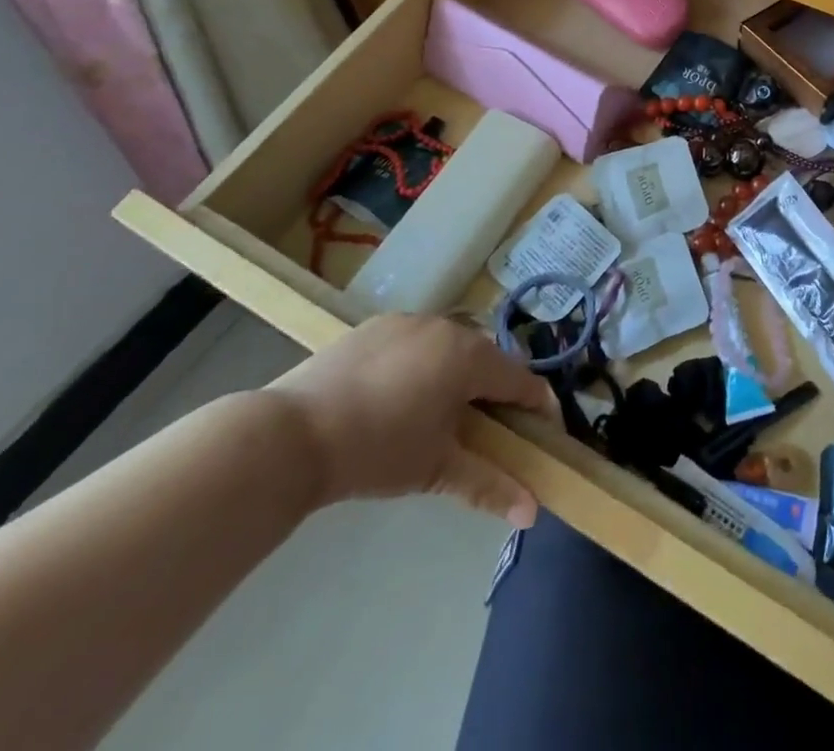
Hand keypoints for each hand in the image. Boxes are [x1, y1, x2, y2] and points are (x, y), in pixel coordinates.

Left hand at [264, 314, 555, 525]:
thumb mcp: (436, 469)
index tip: (542, 433)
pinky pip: (415, 342)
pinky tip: (396, 397)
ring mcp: (409, 321)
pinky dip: (420, 364)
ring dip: (456, 375)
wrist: (292, 434)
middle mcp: (447, 327)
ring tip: (437, 415)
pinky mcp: (375, 325)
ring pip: (449, 346)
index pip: (521, 379)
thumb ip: (489, 485)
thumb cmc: (376, 451)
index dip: (537, 407)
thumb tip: (532, 513)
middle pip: (486, 359)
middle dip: (493, 392)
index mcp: (470, 356)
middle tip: (485, 432)